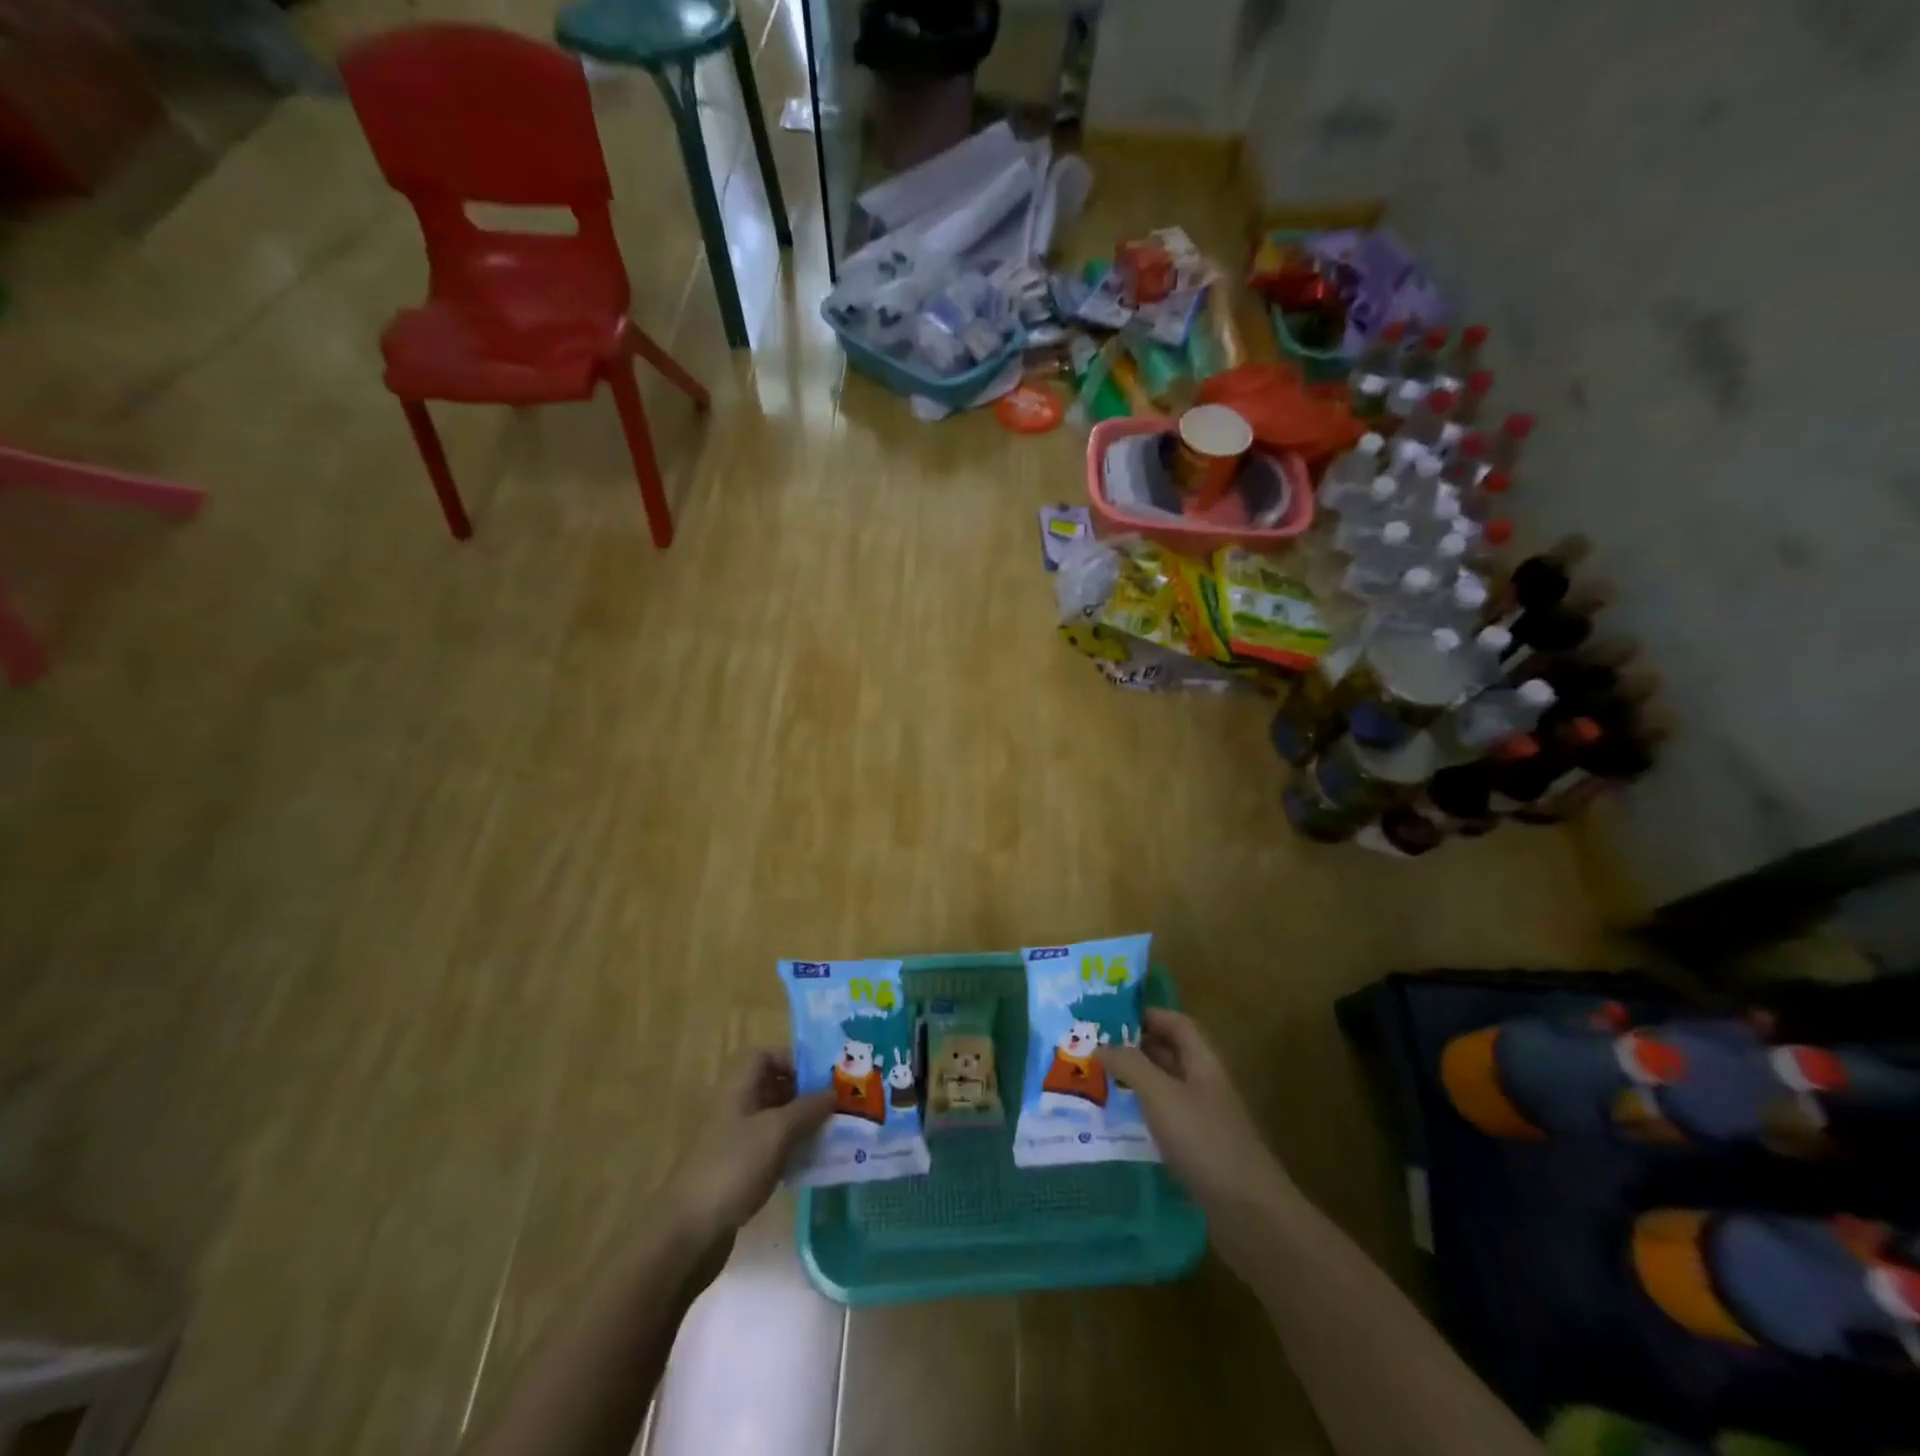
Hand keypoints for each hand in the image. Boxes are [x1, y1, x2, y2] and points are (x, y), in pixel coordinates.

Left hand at [674, 1051, 832, 1244]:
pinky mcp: (739, 1171)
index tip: (821, 1076)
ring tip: (833, 1132)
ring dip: (802, 1123)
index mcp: (738, 1088)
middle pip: (772, 1087)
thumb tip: (835, 1092)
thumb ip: (808, 1108)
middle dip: (805, 1092)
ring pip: (775, 1120)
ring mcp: (736, 1142)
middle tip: (837, 1104)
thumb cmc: (733, 1167)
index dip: (791, 1059)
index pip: (764, 1056)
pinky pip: (772, 1149)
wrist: (689, 1233)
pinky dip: (792, 1151)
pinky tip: (813, 1163)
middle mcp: (736, 1108)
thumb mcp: (776, 1131)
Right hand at [1099, 1009, 1291, 1227]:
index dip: (1147, 1014)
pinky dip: (1142, 1115)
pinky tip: (1118, 1124)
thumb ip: (1131, 1066)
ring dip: (1136, 1083)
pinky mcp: (1199, 1152)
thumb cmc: (1205, 1141)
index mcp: (1203, 1063)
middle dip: (1135, 1048)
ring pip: (1166, 1089)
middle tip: (1094, 1049)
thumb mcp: (1161, 1096)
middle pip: (1170, 1054)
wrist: (1250, 1214)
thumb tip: (1101, 1046)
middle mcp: (1205, 1085)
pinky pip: (1166, 1121)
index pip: (1176, 1024)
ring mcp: (1204, 1120)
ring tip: (1098, 1082)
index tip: (1110, 1017)